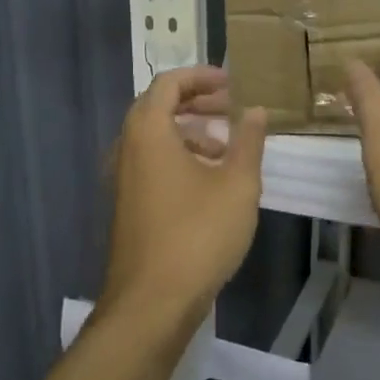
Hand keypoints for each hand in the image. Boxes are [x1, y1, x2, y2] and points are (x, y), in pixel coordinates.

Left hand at [99, 66, 267, 337]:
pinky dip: (177, 155)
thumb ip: (248, 142)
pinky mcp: (127, 204)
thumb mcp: (237, 185)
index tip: (232, 82)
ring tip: (225, 146)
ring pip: (154, 136)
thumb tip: (256, 110)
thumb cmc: (198, 235)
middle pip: (157, 106)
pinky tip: (208, 181)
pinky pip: (150, 162)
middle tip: (231, 107)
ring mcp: (123, 178)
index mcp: (149, 132)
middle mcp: (127, 148)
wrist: (152, 303)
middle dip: (196, 101)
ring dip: (188, 130)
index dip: (201, 76)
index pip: (168, 83)